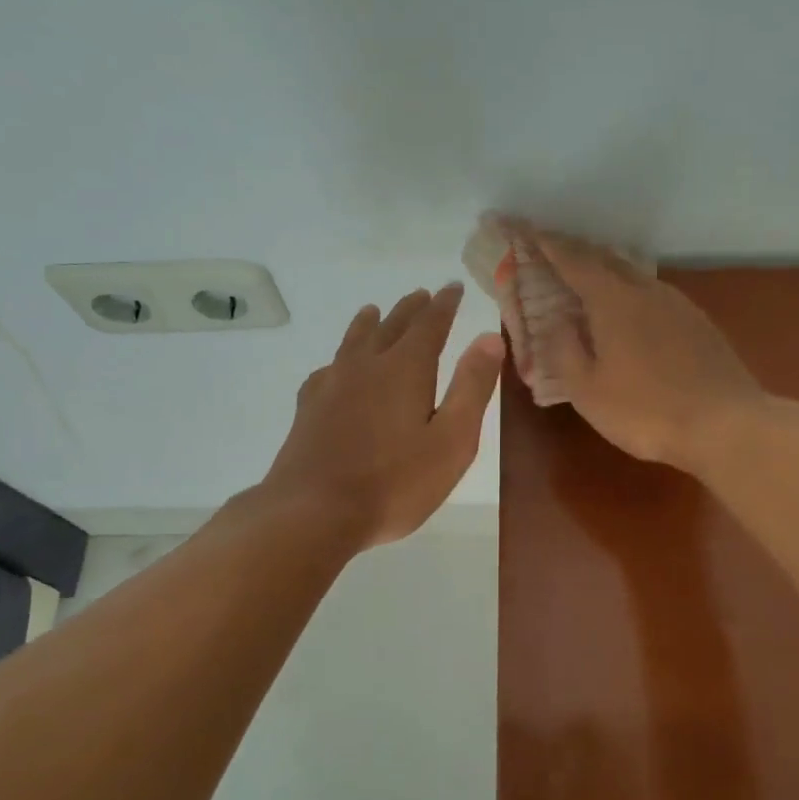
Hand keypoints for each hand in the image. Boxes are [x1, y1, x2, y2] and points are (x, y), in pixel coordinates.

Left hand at [262, 284, 502, 549]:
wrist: (314, 512)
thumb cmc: (394, 483)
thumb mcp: (451, 440)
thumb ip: (471, 387)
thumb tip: (490, 338)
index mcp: (405, 369)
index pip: (430, 324)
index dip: (444, 304)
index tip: (453, 287)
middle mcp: (366, 365)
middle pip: (391, 326)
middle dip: (411, 309)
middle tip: (422, 295)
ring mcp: (332, 385)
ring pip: (354, 341)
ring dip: (370, 323)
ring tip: (374, 312)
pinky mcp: (309, 408)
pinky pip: (328, 368)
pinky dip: (340, 358)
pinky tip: (335, 368)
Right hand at [513, 225, 767, 471]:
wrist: (726, 425)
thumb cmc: (646, 411)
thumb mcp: (587, 390)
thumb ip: (564, 349)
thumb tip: (557, 319)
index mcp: (613, 301)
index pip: (573, 261)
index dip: (546, 244)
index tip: (526, 230)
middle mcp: (646, 290)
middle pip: (605, 258)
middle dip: (574, 250)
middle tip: (550, 249)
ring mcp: (677, 304)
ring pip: (632, 273)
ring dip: (604, 269)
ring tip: (584, 275)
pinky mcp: (697, 323)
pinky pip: (652, 293)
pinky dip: (628, 290)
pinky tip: (627, 308)